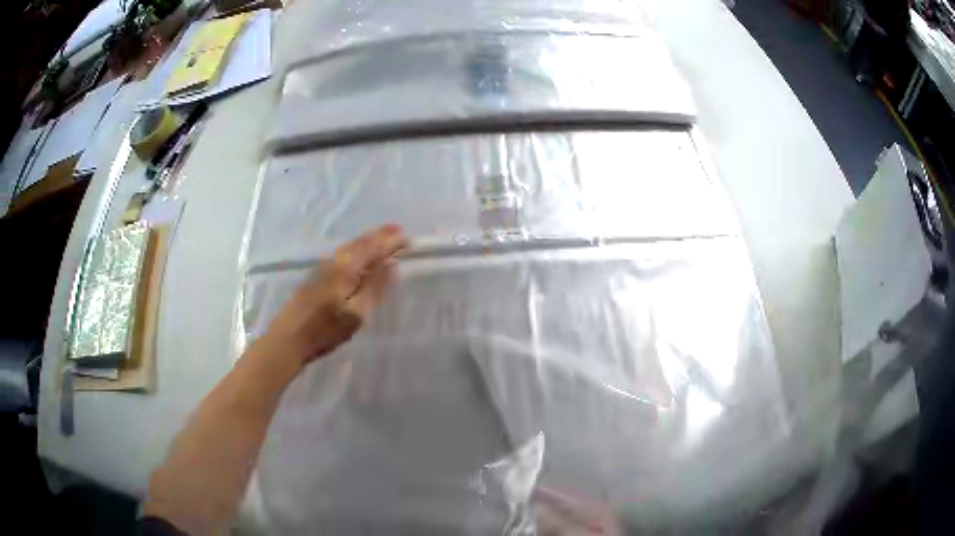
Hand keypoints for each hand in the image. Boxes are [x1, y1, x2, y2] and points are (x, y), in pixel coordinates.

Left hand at [266, 224, 407, 364]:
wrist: (288, 338)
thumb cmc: (325, 329)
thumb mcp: (356, 313)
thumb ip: (375, 287)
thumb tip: (392, 265)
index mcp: (346, 267)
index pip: (373, 247)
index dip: (390, 241)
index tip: (408, 238)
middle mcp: (335, 260)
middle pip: (360, 243)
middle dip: (380, 236)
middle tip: (398, 231)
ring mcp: (323, 266)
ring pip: (351, 247)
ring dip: (368, 241)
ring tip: (384, 238)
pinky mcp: (317, 275)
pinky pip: (344, 254)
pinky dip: (357, 249)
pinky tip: (360, 254)